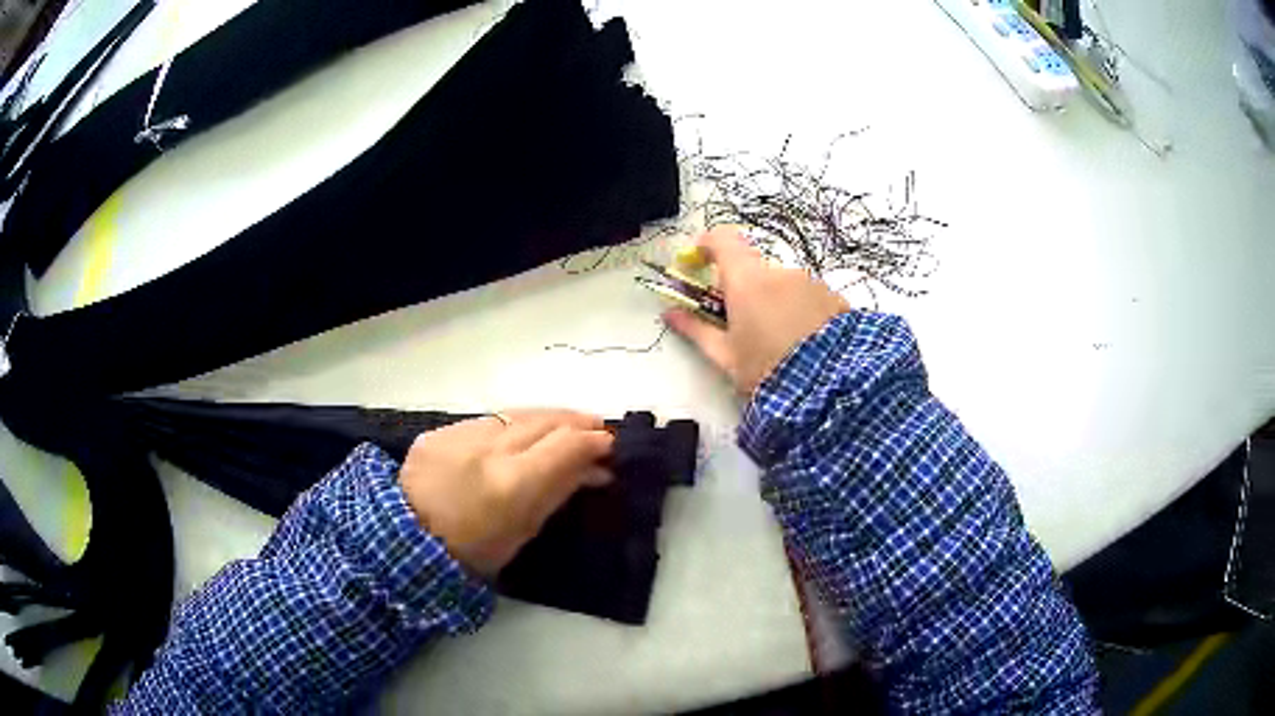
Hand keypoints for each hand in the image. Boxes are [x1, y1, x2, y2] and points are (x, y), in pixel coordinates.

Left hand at [398, 409, 613, 576]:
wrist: (408, 543)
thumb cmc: (475, 553)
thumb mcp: (526, 529)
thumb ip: (560, 490)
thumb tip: (595, 468)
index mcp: (513, 483)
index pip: (567, 444)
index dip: (594, 439)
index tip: (610, 443)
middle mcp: (488, 449)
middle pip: (544, 420)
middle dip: (575, 421)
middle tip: (595, 427)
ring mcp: (459, 435)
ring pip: (515, 414)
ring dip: (543, 419)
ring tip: (561, 426)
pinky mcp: (439, 431)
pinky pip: (484, 422)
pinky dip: (507, 427)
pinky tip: (515, 436)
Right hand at [664, 226, 849, 393]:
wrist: (831, 389)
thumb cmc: (767, 371)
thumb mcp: (726, 357)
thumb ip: (696, 330)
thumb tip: (670, 313)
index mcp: (747, 280)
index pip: (723, 239)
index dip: (707, 245)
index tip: (698, 262)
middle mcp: (780, 272)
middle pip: (754, 270)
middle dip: (744, 291)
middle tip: (742, 327)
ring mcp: (811, 283)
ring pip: (783, 285)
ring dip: (774, 303)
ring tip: (779, 344)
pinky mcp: (834, 298)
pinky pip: (807, 297)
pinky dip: (799, 312)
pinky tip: (804, 344)